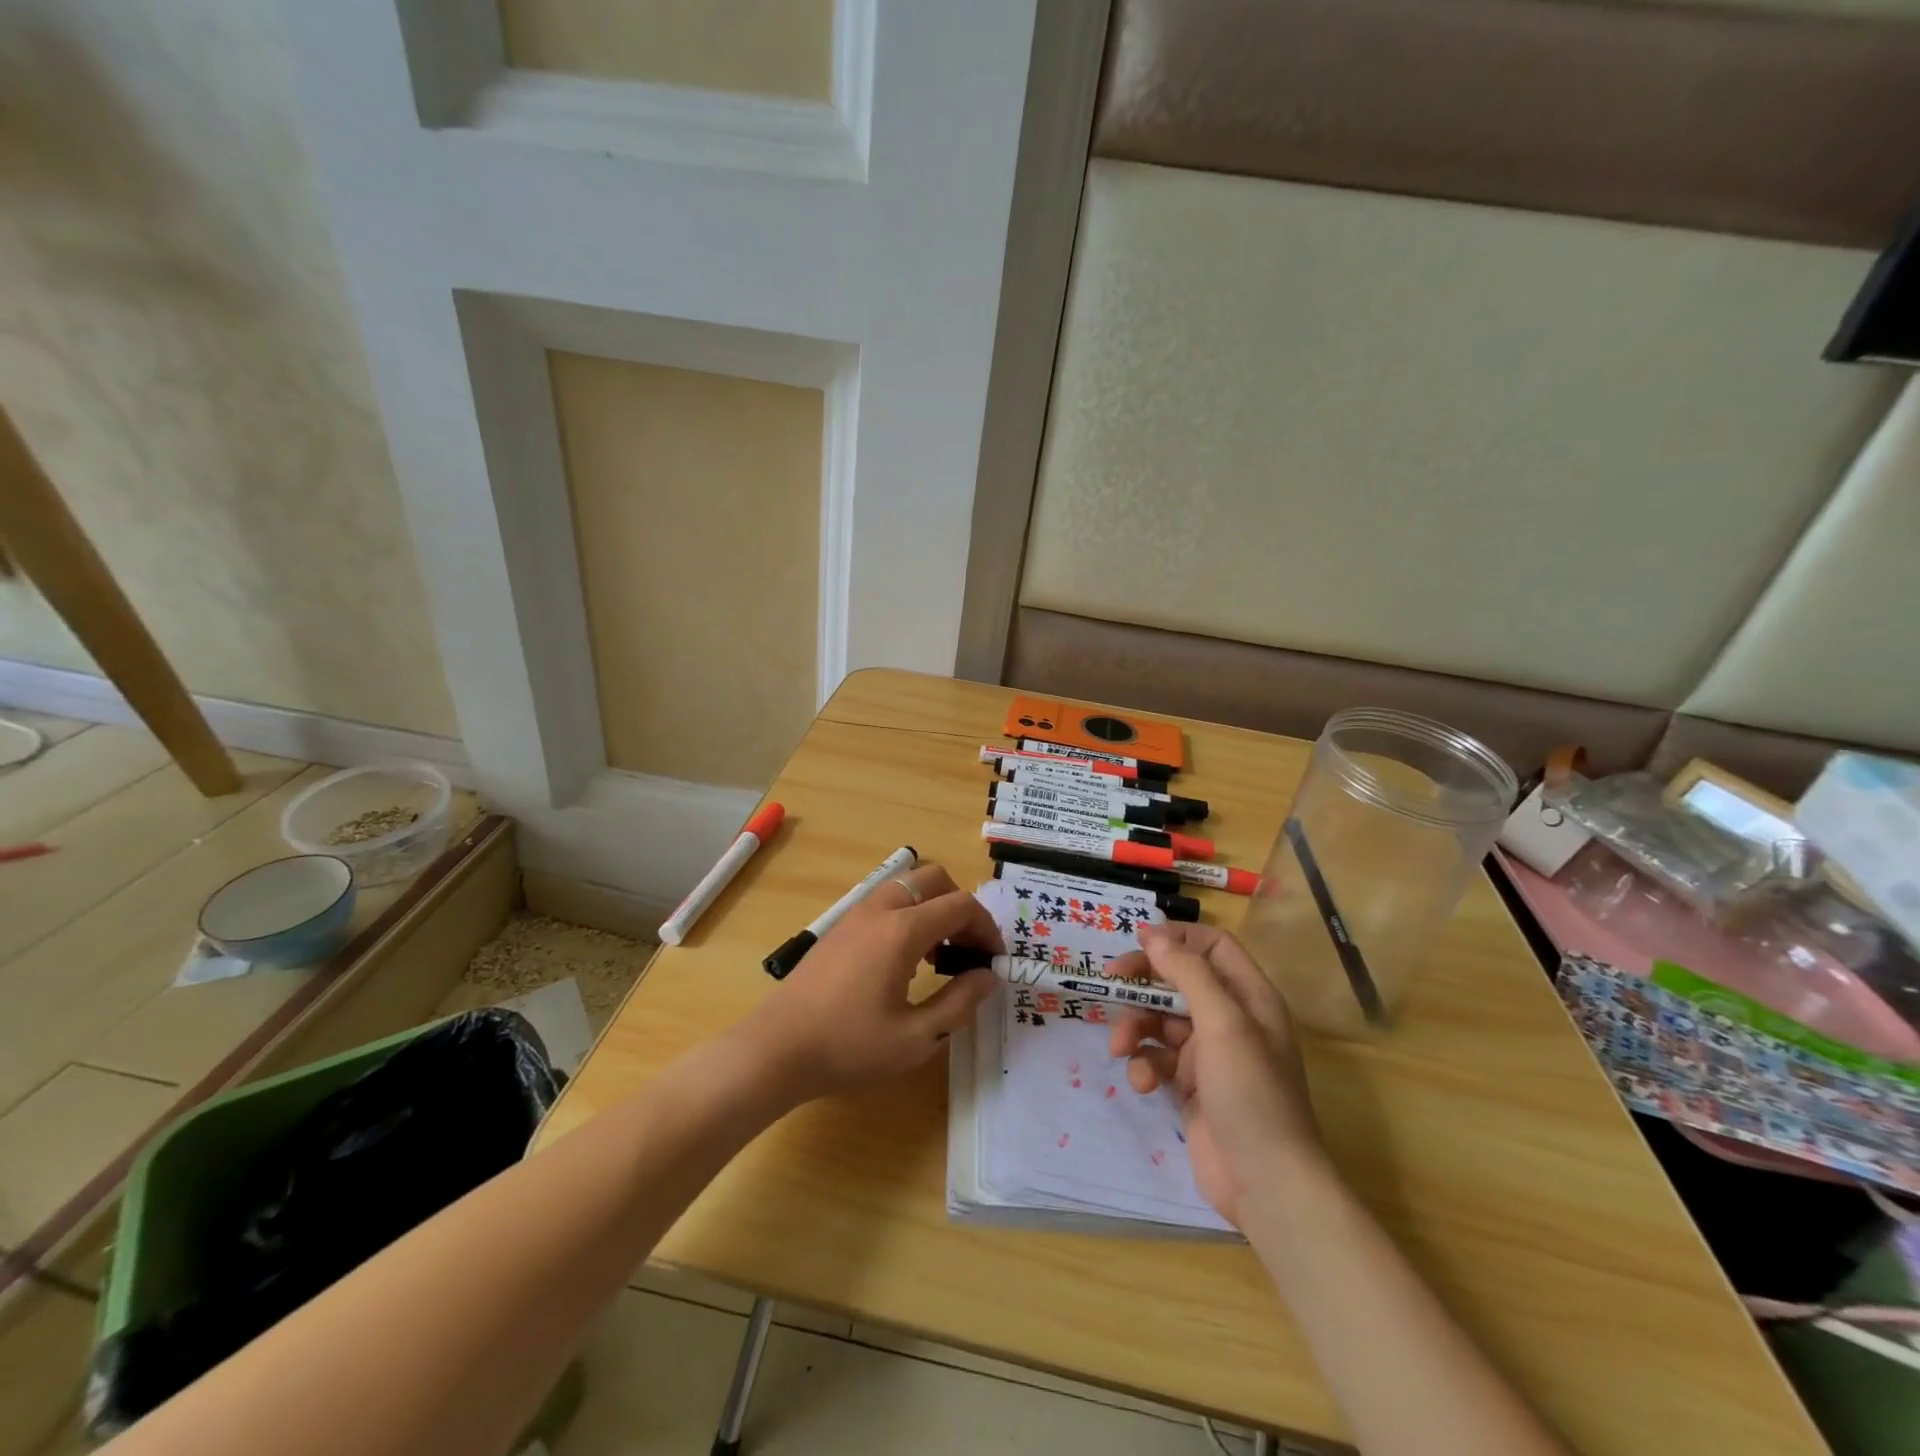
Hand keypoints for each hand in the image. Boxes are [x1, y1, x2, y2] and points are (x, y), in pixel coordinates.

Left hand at [739, 863, 1001, 1102]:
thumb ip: (959, 1003)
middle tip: (969, 949)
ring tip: (940, 957)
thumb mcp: (916, 1038)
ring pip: (908, 886)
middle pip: (935, 879)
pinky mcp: (840, 926)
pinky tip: (906, 961)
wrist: (777, 1049)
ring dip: (933, 908)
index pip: (961, 905)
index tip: (994, 961)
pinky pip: (886, 901)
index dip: (987, 928)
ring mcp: (856, 914)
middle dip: (961, 907)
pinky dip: (909, 915)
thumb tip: (989, 976)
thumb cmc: (848, 1047)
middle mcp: (880, 909)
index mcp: (902, 930)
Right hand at [1106, 923, 1323, 1225]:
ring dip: (1135, 1027)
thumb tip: (1152, 934)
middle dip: (1143, 982)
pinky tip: (1141, 1083)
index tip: (1138, 943)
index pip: (1212, 945)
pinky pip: (1156, 1059)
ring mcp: (1208, 1054)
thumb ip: (1188, 973)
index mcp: (1248, 996)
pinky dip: (1143, 1065)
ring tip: (1120, 1048)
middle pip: (1177, 980)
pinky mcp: (1189, 1086)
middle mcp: (1229, 1018)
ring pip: (1160, 1020)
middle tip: (1111, 983)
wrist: (1267, 1184)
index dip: (1176, 938)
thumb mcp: (1223, 1023)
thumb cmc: (1251, 1093)